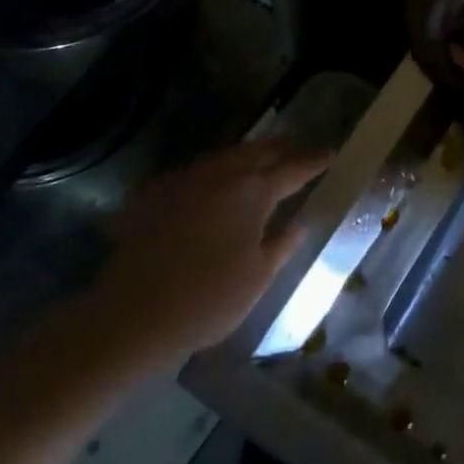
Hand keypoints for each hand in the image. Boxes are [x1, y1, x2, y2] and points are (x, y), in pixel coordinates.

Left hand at [97, 140, 331, 359]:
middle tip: (296, 149)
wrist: (134, 314)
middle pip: (256, 152)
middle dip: (279, 149)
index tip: (329, 153)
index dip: (313, 162)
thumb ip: (281, 246)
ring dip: (245, 156)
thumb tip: (297, 226)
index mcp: (251, 192)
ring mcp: (183, 180)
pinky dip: (212, 172)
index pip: (292, 170)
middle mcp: (219, 175)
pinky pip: (193, 172)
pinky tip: (211, 185)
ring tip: (258, 160)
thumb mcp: (257, 278)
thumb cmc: (208, 300)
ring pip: (222, 157)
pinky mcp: (155, 193)